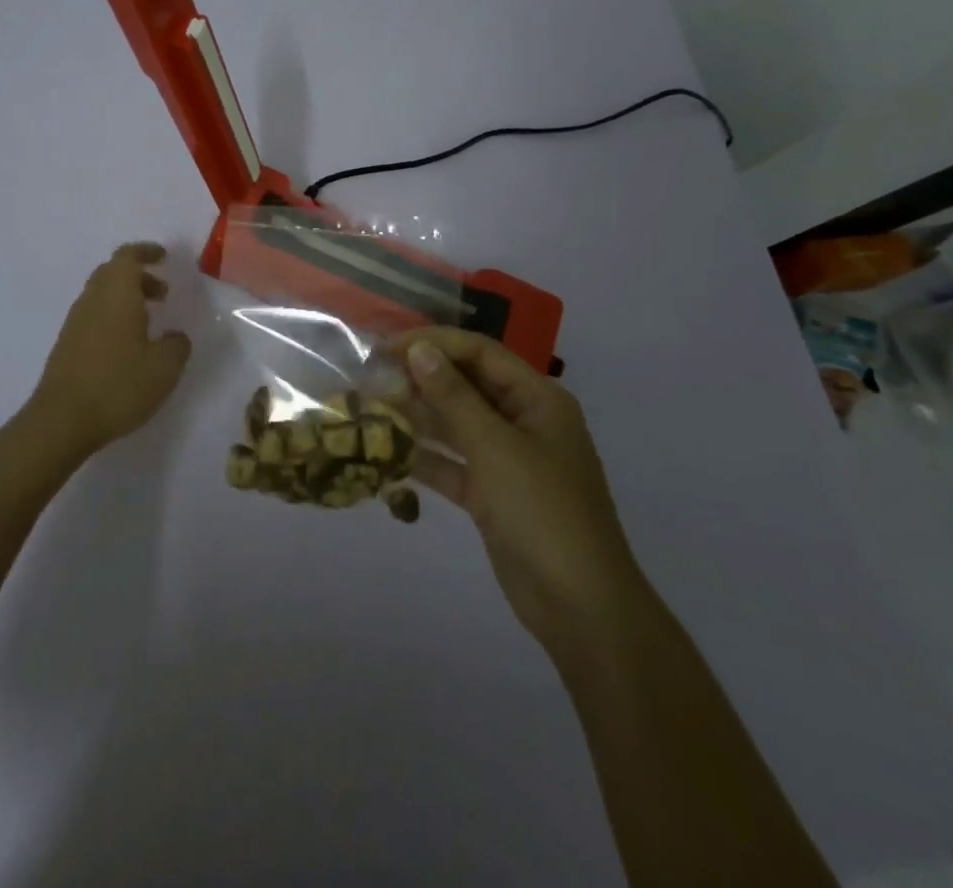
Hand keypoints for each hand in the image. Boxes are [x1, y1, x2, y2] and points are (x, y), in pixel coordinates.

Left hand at [27, 242, 192, 456]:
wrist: (62, 419)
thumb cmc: (118, 385)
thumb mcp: (164, 368)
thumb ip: (177, 346)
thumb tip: (176, 337)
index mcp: (116, 293)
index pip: (128, 256)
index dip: (146, 251)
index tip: (164, 257)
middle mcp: (92, 299)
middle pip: (113, 272)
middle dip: (139, 276)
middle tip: (162, 294)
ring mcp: (75, 321)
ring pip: (101, 294)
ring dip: (126, 298)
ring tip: (149, 322)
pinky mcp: (67, 343)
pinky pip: (93, 315)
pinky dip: (113, 317)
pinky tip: (127, 346)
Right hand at [394, 327, 648, 657]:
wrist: (581, 608)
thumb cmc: (543, 512)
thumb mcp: (495, 447)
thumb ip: (453, 396)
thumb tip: (420, 349)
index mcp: (537, 399)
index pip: (479, 352)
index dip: (434, 343)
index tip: (387, 348)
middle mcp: (523, 421)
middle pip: (466, 385)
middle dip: (421, 379)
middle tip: (372, 378)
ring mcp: (508, 460)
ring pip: (456, 424)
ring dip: (417, 417)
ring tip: (371, 409)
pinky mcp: (492, 495)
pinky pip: (452, 463)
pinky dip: (424, 458)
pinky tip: (387, 453)